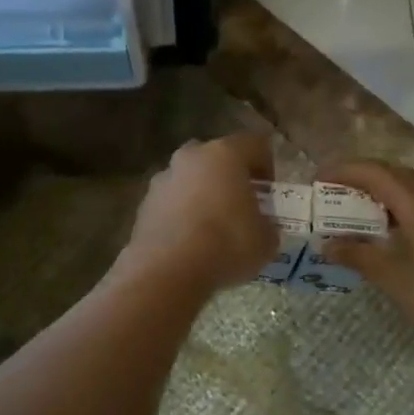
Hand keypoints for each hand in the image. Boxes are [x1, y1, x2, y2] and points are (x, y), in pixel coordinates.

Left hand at [120, 133, 277, 292]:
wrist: (167, 271)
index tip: (269, 191)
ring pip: (189, 179)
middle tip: (241, 205)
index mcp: (225, 154)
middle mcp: (191, 157)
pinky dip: (181, 215)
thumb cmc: (226, 245)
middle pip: (216, 157)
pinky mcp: (144, 205)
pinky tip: (190, 241)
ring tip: (213, 227)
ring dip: (202, 195)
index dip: (267, 164)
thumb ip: (267, 225)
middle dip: (230, 176)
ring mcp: (162, 179)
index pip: (255, 143)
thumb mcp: (266, 241)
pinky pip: (170, 202)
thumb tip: (261, 227)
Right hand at [315, 160, 413, 357]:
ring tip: (346, 210)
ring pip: (405, 190)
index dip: (343, 171)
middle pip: (392, 174)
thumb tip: (326, 244)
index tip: (315, 181)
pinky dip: (390, 210)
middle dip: (358, 177)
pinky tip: (377, 233)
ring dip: (375, 193)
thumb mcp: (393, 279)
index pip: (375, 173)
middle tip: (329, 192)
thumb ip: (359, 256)